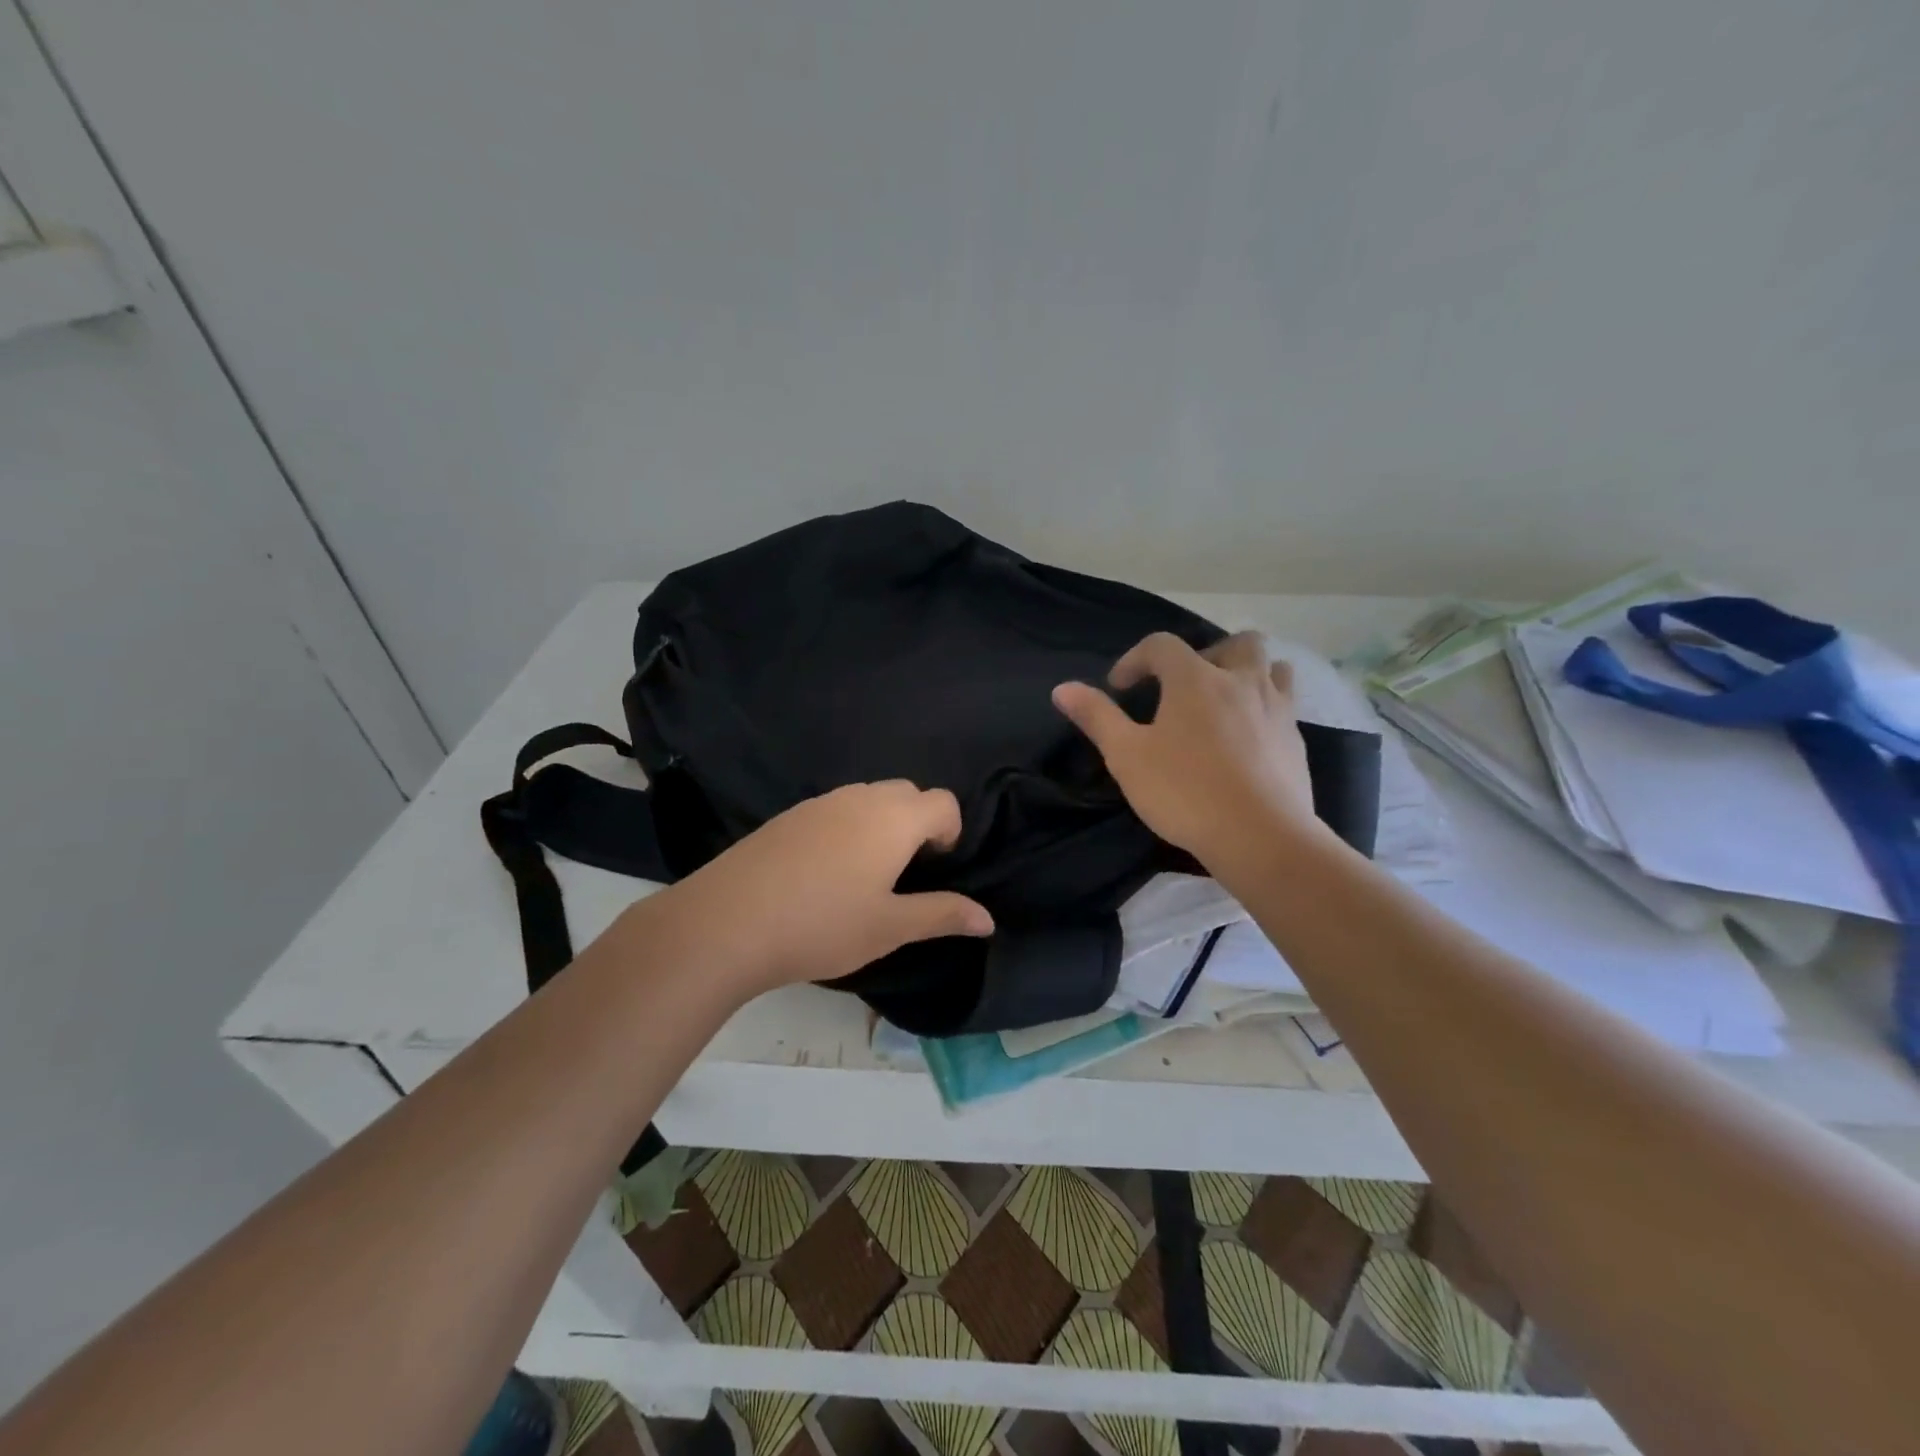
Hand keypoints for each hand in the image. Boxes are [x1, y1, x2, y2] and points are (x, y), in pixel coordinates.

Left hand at [670, 781, 993, 992]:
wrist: (728, 922)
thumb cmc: (823, 925)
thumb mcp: (890, 927)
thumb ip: (942, 915)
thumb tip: (988, 919)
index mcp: (894, 819)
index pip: (943, 802)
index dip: (950, 831)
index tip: (935, 868)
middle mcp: (860, 798)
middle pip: (907, 792)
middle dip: (919, 823)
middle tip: (905, 871)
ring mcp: (820, 803)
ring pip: (869, 797)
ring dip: (882, 823)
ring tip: (866, 873)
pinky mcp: (788, 815)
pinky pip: (835, 808)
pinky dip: (847, 827)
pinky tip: (824, 871)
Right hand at [1052, 631, 1320, 866]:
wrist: (1261, 836)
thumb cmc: (1185, 791)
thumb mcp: (1126, 756)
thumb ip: (1096, 717)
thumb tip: (1062, 688)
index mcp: (1195, 679)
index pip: (1162, 645)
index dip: (1135, 659)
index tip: (1120, 688)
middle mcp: (1241, 681)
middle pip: (1236, 642)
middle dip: (1207, 654)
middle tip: (1185, 686)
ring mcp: (1276, 709)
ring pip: (1273, 668)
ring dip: (1247, 673)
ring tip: (1225, 701)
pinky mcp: (1295, 740)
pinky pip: (1284, 705)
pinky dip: (1264, 708)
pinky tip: (1247, 739)